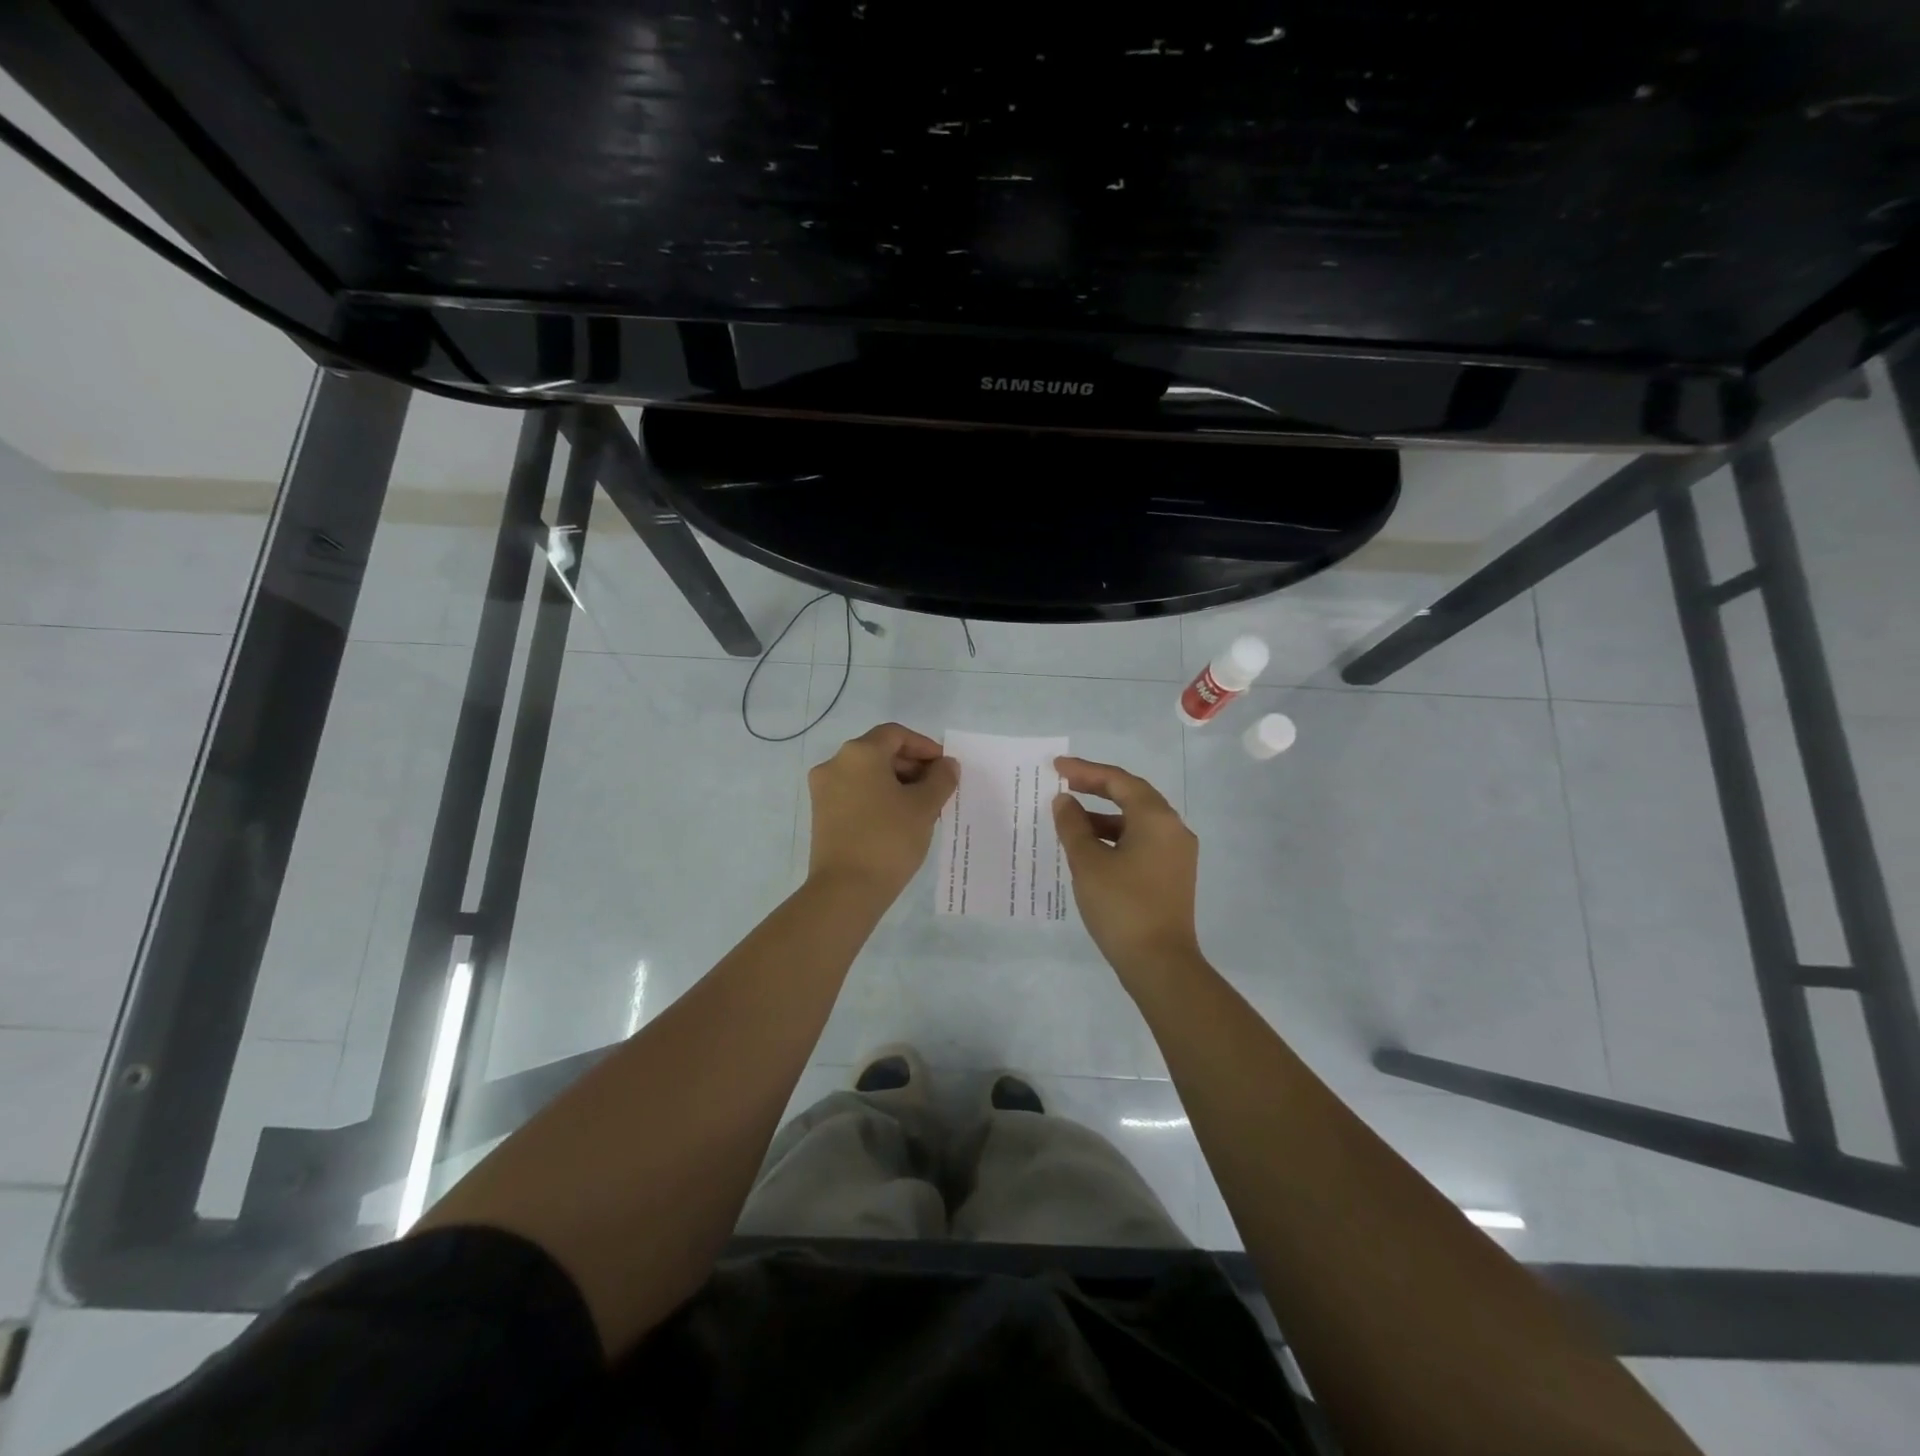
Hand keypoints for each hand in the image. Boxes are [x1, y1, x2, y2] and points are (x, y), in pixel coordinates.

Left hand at [807, 723, 959, 901]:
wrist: (846, 890)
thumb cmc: (889, 839)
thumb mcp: (924, 806)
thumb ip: (940, 779)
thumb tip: (947, 765)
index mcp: (859, 753)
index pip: (896, 735)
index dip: (925, 747)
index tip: (945, 768)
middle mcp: (835, 763)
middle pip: (879, 752)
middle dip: (911, 766)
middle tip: (937, 789)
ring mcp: (824, 790)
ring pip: (867, 774)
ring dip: (896, 783)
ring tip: (922, 807)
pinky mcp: (821, 814)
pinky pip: (855, 793)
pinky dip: (878, 797)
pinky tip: (899, 820)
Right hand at [1054, 757, 1203, 984]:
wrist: (1160, 964)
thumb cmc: (1122, 906)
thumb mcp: (1088, 862)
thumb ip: (1073, 825)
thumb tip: (1064, 801)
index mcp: (1156, 818)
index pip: (1119, 781)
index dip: (1085, 771)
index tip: (1056, 767)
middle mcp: (1173, 829)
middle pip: (1132, 796)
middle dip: (1097, 788)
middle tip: (1064, 784)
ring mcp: (1176, 853)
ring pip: (1137, 821)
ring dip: (1104, 816)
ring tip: (1070, 821)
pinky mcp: (1173, 875)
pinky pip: (1142, 842)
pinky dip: (1116, 837)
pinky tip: (1091, 849)